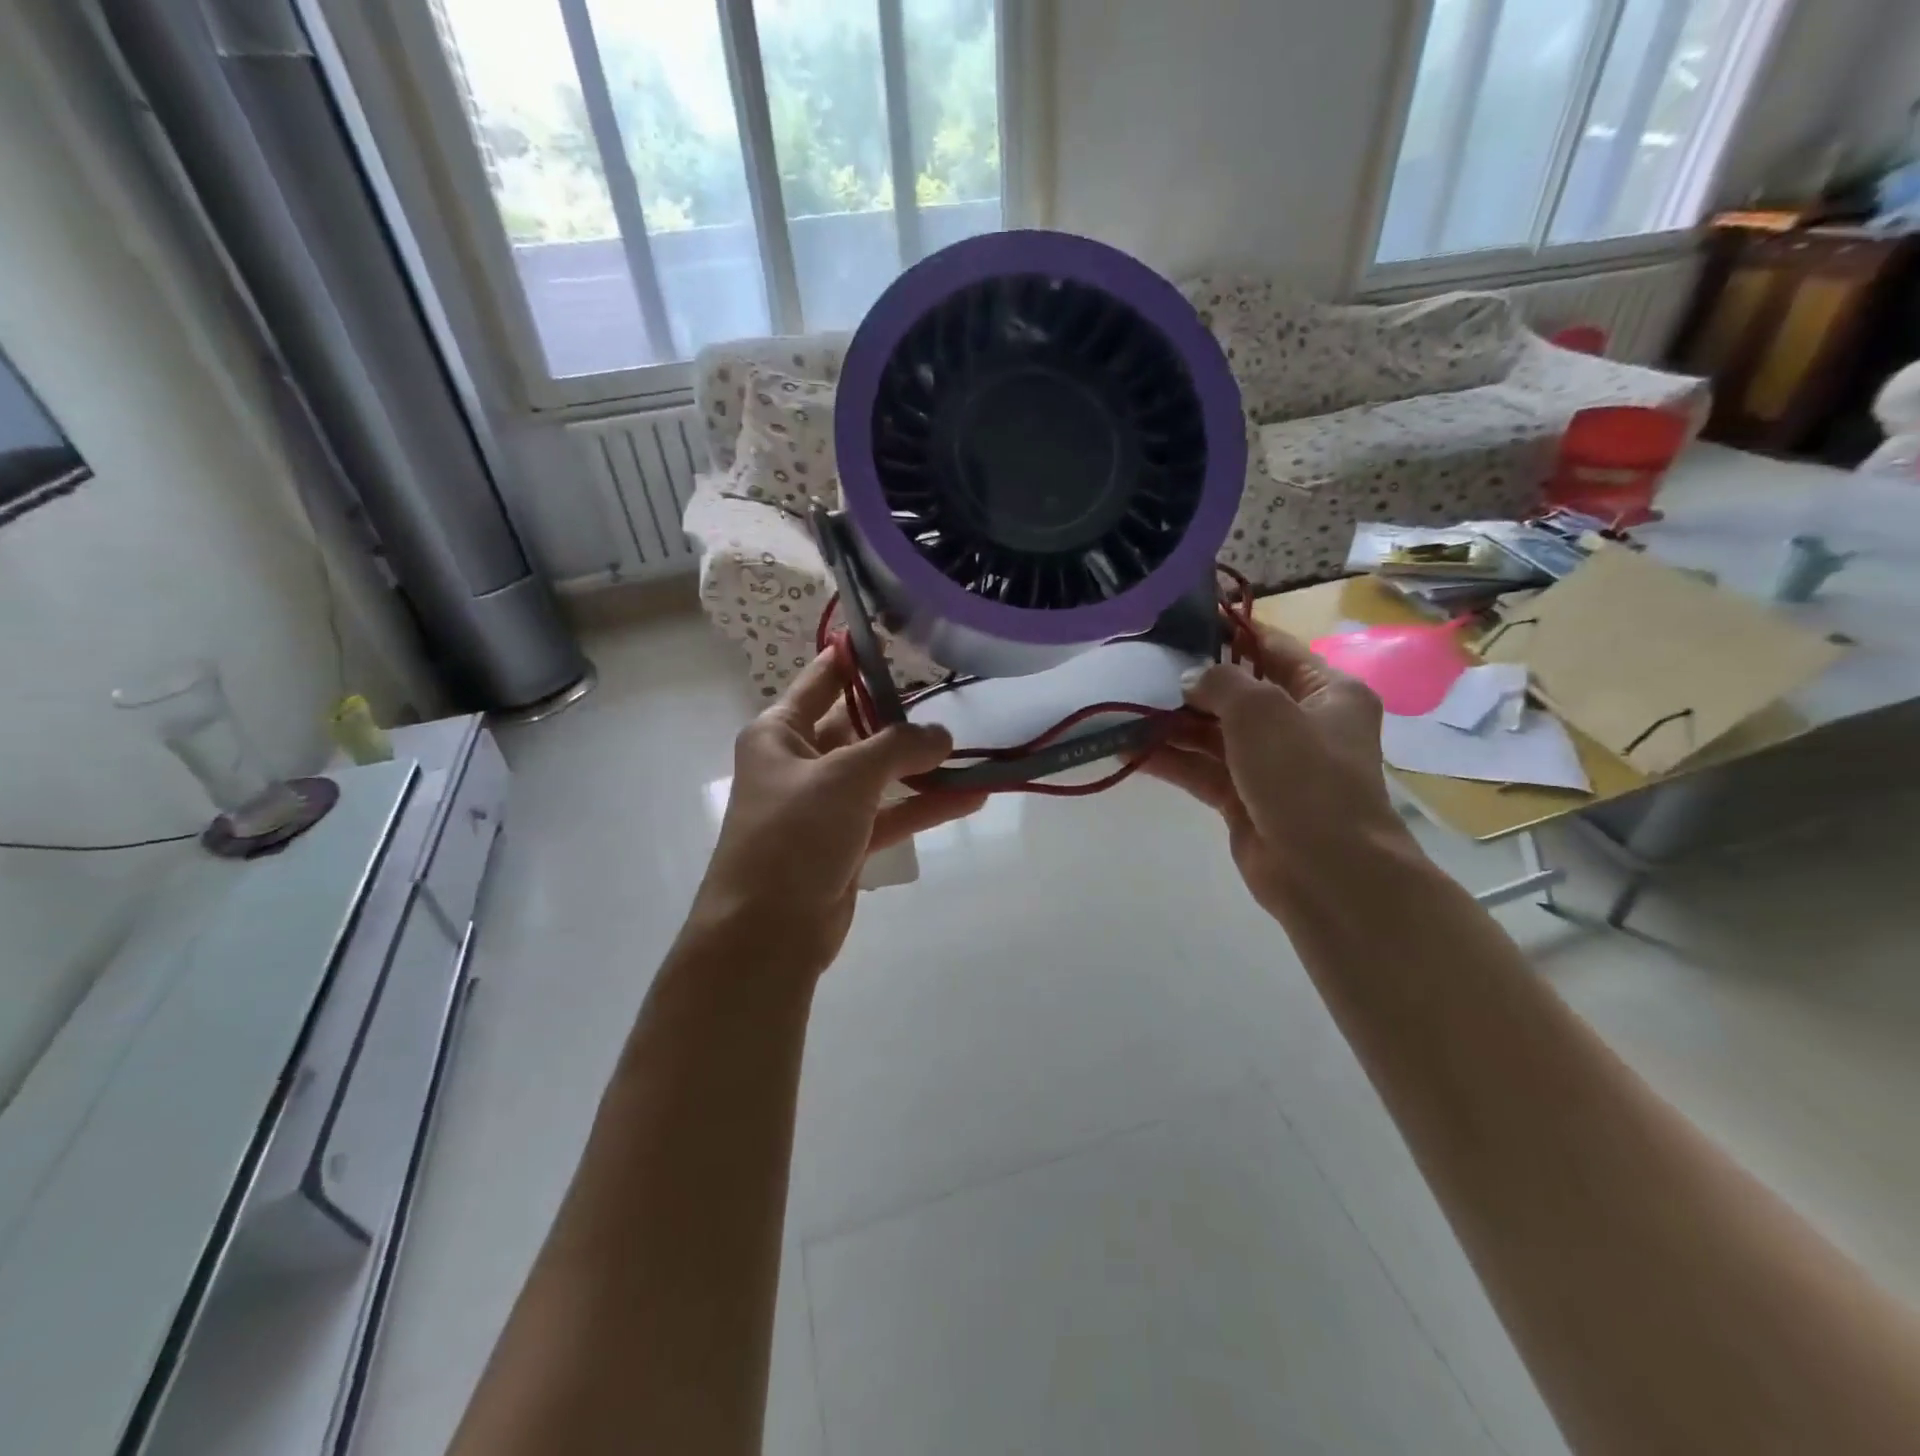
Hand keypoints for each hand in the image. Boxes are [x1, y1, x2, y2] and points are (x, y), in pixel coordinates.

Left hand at [690, 650, 987, 974]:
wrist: (766, 932)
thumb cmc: (794, 835)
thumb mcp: (846, 777)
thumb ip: (898, 747)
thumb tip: (942, 735)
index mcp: (779, 733)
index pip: (823, 680)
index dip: (857, 658)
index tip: (898, 638)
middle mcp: (798, 763)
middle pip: (857, 727)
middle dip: (902, 718)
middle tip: (955, 700)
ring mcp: (822, 806)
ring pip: (879, 774)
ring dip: (922, 767)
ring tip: (973, 751)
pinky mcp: (844, 843)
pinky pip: (889, 814)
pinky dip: (924, 806)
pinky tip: (970, 797)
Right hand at [1145, 625, 1417, 919]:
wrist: (1325, 871)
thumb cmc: (1305, 776)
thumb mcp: (1263, 711)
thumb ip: (1221, 682)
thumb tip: (1190, 678)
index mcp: (1326, 692)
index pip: (1272, 647)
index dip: (1229, 631)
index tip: (1182, 621)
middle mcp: (1300, 723)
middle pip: (1237, 692)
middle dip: (1190, 683)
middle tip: (1139, 666)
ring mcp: (1270, 765)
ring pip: (1213, 733)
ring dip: (1172, 724)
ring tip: (1124, 708)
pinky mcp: (1244, 799)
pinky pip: (1202, 769)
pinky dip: (1170, 760)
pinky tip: (1129, 750)